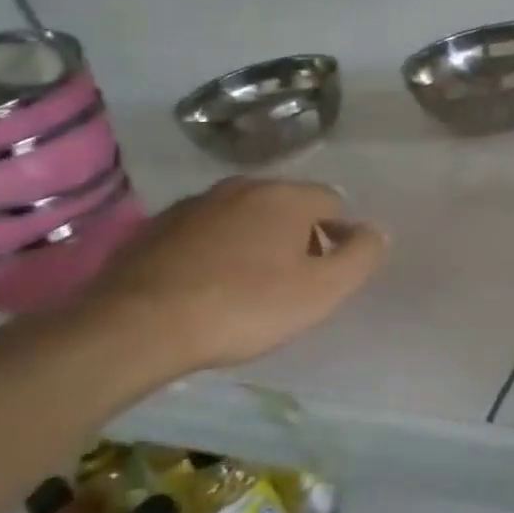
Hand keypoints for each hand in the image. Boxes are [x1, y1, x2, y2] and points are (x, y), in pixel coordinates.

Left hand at [81, 179, 386, 371]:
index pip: (332, 201)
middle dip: (299, 237)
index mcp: (285, 197)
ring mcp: (195, 204)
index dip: (340, 235)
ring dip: (256, 242)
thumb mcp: (322, 291)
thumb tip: (375, 231)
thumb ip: (360, 257)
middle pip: (288, 206)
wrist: (138, 326)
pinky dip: (216, 251)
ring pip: (244, 217)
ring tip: (249, 287)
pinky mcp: (157, 227)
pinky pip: (205, 232)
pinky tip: (207, 286)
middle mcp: (241, 186)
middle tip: (293, 284)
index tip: (329, 273)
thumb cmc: (245, 307)